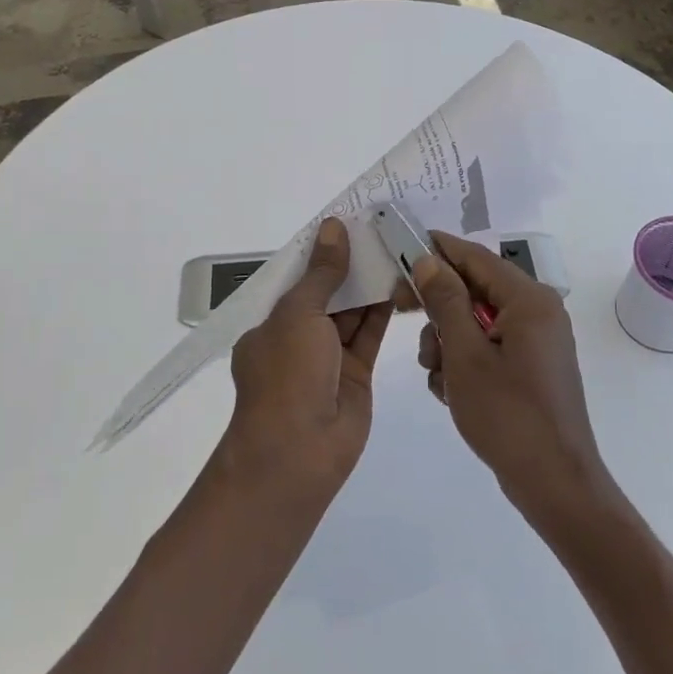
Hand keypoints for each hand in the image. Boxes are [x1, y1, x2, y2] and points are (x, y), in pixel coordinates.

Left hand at [224, 217, 391, 500]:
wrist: (299, 451)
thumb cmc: (287, 374)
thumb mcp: (299, 314)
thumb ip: (322, 273)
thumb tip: (333, 227)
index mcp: (271, 322)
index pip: (297, 279)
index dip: (321, 252)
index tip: (348, 222)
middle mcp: (297, 337)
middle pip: (327, 293)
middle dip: (350, 265)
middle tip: (381, 230)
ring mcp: (327, 357)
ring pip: (352, 312)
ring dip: (370, 285)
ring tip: (397, 248)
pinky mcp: (356, 374)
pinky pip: (370, 335)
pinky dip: (384, 310)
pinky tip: (402, 282)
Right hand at [409, 232, 613, 526]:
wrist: (555, 484)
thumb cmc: (508, 415)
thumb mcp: (466, 355)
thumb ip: (446, 302)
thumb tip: (430, 260)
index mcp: (530, 300)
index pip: (476, 257)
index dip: (437, 249)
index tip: (401, 248)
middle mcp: (538, 312)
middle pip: (475, 289)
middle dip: (439, 307)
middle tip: (402, 313)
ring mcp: (535, 342)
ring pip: (476, 321)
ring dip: (448, 340)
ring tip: (437, 374)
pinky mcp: (530, 367)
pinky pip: (488, 347)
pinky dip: (464, 362)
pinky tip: (451, 391)